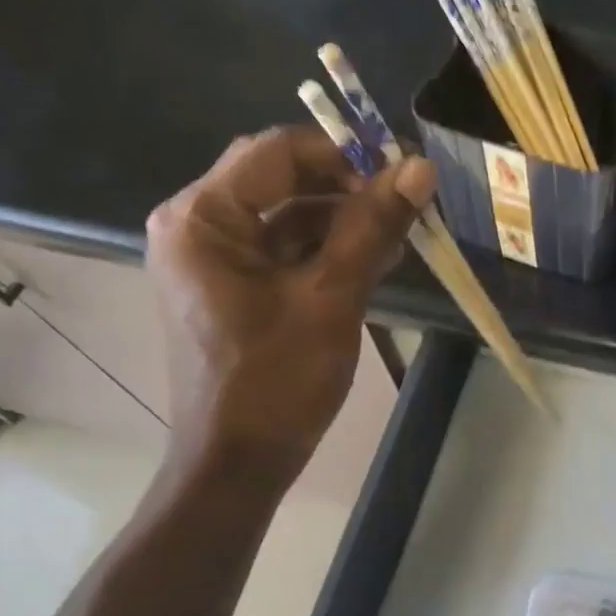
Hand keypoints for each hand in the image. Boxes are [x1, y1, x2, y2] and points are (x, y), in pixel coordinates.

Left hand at [145, 126, 434, 482]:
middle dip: (346, 188)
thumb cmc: (276, 382)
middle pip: (280, 180)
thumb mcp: (331, 298)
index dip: (343, 153)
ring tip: (401, 236)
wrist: (237, 464)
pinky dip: (325, 253)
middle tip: (406, 201)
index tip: (401, 170)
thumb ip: (372, 227)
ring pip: (286, 217)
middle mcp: (196, 227)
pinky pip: (281, 252)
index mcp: (203, 218)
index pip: (277, 151)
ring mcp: (211, 261)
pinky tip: (374, 262)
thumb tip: (419, 167)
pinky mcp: (230, 289)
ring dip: (342, 222)